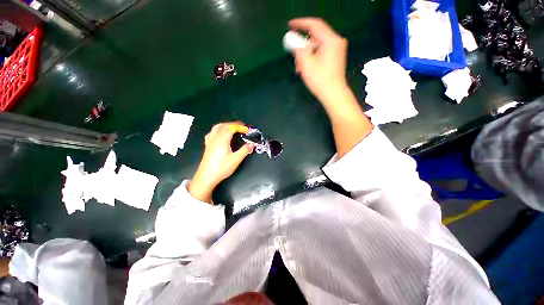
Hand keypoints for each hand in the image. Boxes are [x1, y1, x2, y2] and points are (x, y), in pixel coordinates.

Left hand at [189, 122, 253, 202]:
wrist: (206, 177)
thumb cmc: (222, 168)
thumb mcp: (236, 159)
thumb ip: (244, 150)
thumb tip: (251, 144)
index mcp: (222, 139)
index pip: (231, 128)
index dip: (239, 126)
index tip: (247, 129)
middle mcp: (215, 138)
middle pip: (223, 126)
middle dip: (233, 124)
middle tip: (241, 127)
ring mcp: (210, 141)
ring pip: (216, 128)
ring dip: (225, 125)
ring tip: (232, 128)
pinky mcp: (207, 146)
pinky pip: (211, 133)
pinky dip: (217, 130)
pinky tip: (219, 135)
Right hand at [289, 18, 349, 104]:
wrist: (333, 94)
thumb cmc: (320, 80)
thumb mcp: (306, 64)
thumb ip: (298, 49)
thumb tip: (292, 40)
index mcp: (330, 40)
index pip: (314, 25)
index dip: (301, 23)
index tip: (290, 25)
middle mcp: (336, 42)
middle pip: (316, 36)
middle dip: (303, 44)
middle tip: (293, 52)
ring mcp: (337, 50)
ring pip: (317, 45)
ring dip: (306, 53)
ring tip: (299, 65)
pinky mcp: (335, 58)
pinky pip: (321, 52)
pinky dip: (312, 56)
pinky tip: (306, 66)